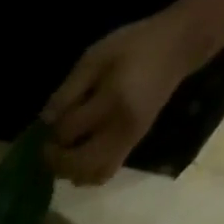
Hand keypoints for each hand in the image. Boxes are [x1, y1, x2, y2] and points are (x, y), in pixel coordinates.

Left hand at [42, 11, 201, 184]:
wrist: (178, 46)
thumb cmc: (133, 47)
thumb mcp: (95, 57)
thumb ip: (68, 90)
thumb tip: (45, 121)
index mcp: (112, 101)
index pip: (68, 131)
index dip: (52, 131)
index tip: (51, 121)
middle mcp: (121, 128)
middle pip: (77, 164)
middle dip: (56, 160)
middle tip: (48, 147)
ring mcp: (129, 141)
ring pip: (90, 176)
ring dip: (69, 171)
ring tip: (63, 154)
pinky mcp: (133, 146)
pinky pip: (104, 174)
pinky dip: (85, 174)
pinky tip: (78, 159)